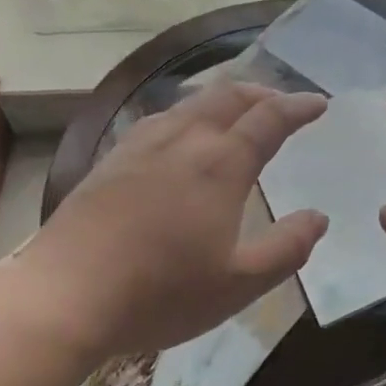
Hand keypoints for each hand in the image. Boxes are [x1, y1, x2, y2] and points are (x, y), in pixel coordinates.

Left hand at [17, 82, 329, 361]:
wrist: (65, 293)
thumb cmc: (160, 293)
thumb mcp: (238, 284)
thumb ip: (287, 248)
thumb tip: (319, 217)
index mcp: (221, 163)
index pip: (269, 118)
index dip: (298, 106)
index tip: (318, 103)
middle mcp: (185, 139)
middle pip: (230, 96)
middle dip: (263, 93)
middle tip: (282, 103)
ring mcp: (144, 143)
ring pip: (193, 101)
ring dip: (226, 99)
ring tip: (239, 114)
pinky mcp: (114, 156)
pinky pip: (163, 116)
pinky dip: (190, 112)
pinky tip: (183, 133)